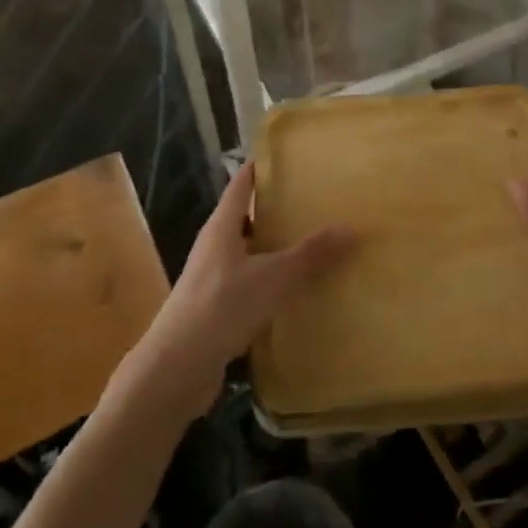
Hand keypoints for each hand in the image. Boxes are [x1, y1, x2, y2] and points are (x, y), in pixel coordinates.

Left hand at [127, 162, 354, 417]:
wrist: (176, 369)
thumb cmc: (221, 308)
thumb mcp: (273, 277)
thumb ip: (311, 254)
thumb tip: (351, 227)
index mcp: (222, 227)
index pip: (241, 184)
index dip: (262, 168)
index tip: (290, 158)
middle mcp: (214, 247)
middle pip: (245, 218)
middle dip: (276, 210)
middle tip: (314, 202)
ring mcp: (212, 280)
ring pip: (248, 253)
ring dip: (274, 248)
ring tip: (312, 245)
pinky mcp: (215, 310)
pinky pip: (248, 285)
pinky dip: (270, 282)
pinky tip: (294, 292)